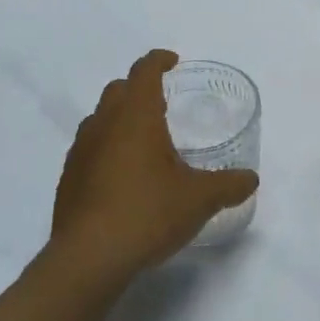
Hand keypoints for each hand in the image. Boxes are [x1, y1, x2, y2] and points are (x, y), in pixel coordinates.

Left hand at [49, 50, 258, 283]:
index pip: (144, 71)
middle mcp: (103, 125)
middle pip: (118, 90)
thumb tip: (251, 179)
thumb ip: (229, 185)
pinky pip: (89, 149)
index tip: (173, 63)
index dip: (159, 61)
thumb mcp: (200, 199)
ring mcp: (80, 152)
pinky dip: (106, 149)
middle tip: (163, 104)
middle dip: (139, 88)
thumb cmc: (148, 213)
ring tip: (144, 141)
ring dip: (120, 119)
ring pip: (99, 119)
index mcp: (136, 116)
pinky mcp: (68, 180)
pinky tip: (123, 177)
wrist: (88, 259)